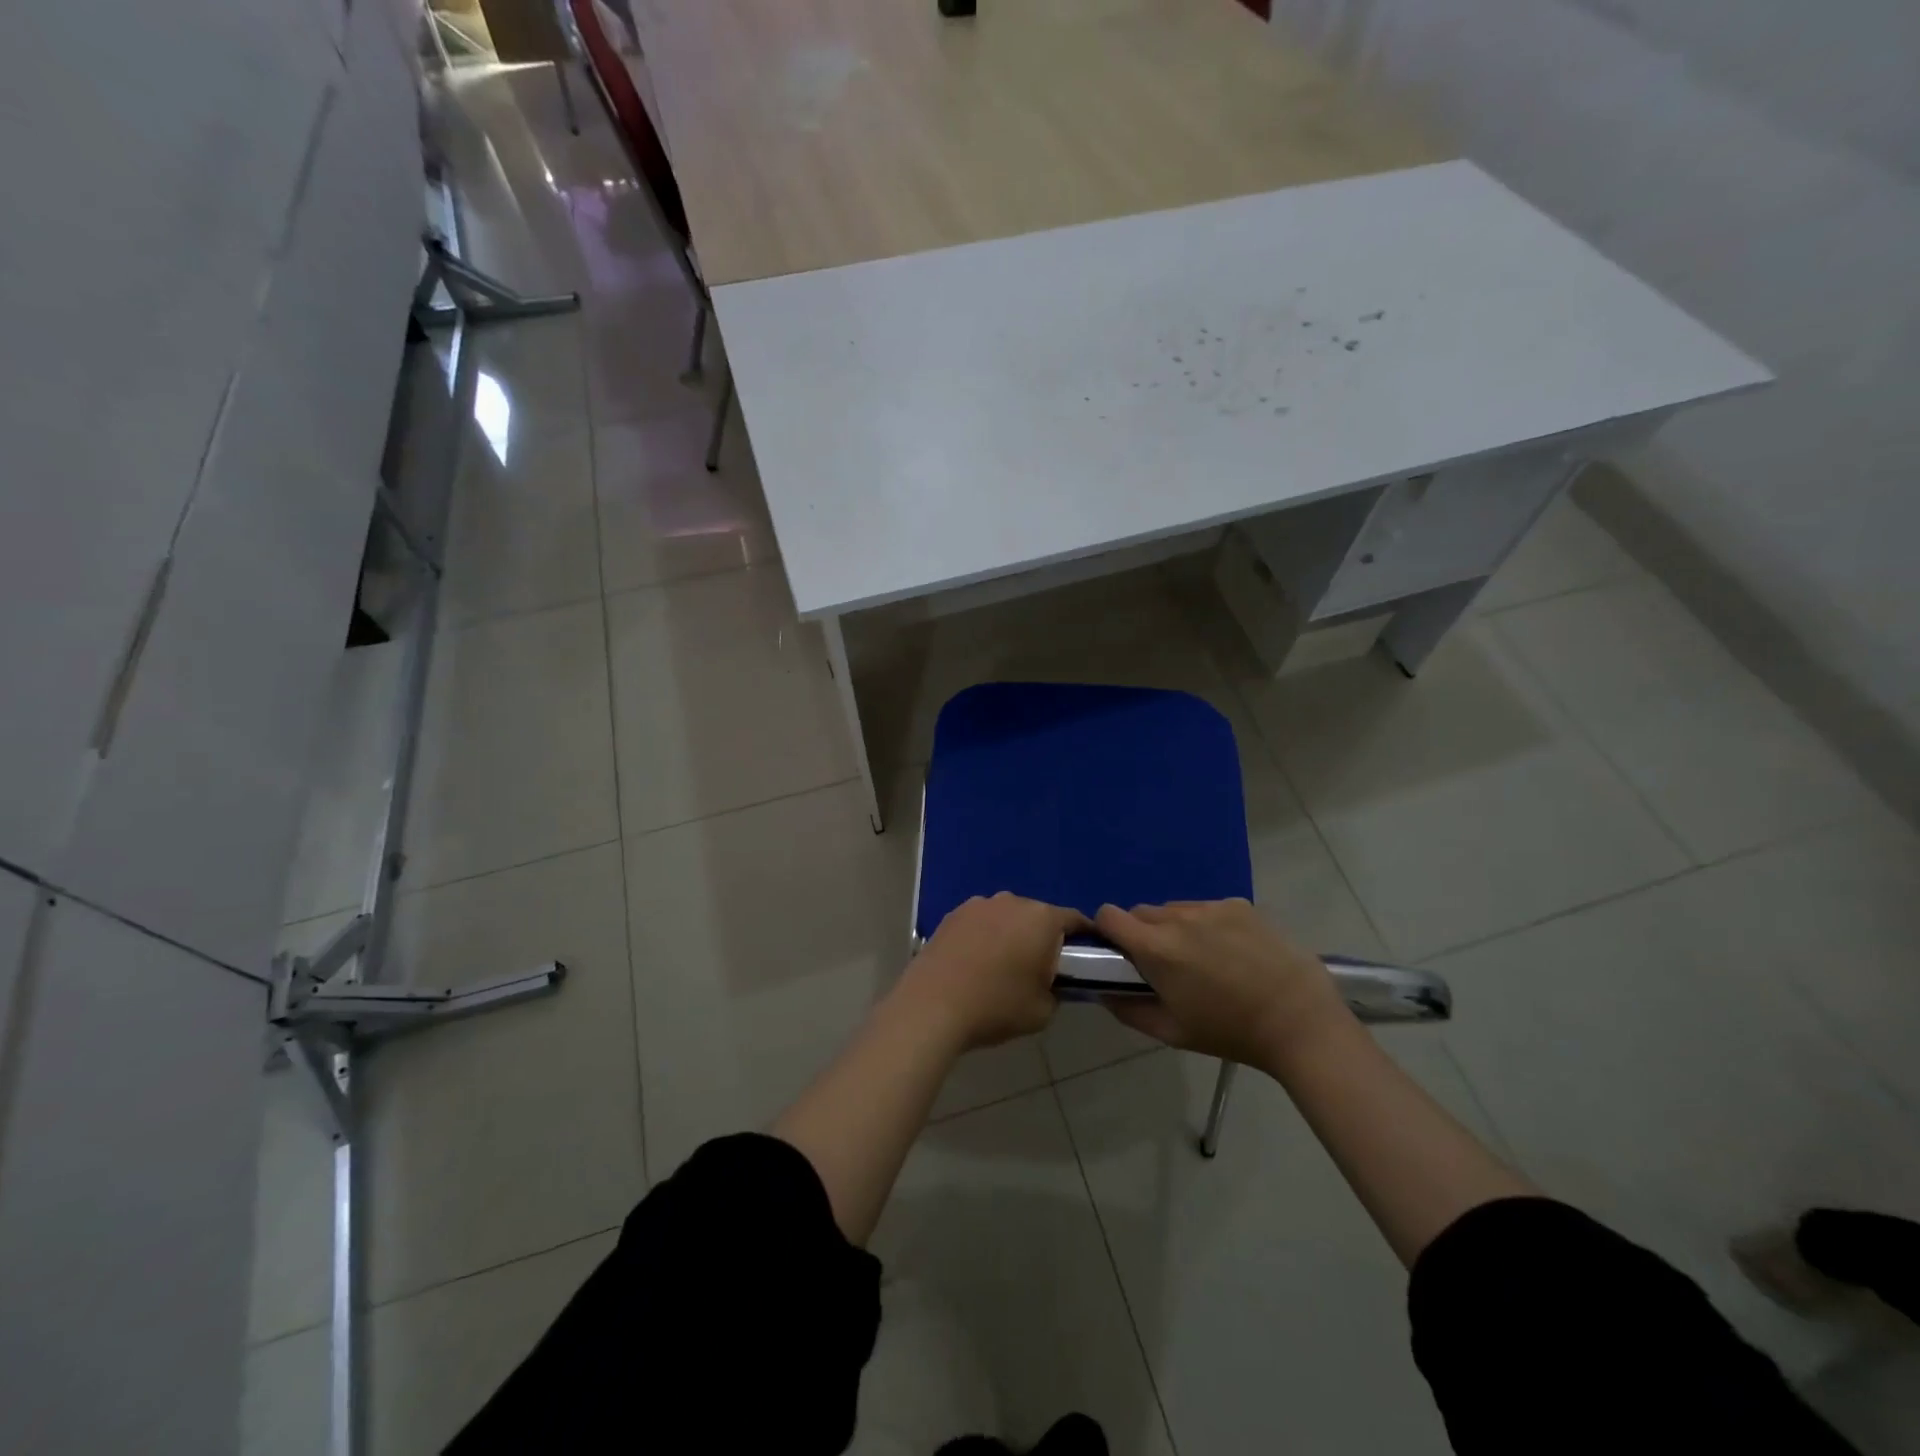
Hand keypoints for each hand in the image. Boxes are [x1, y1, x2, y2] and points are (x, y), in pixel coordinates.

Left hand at [896, 893, 1089, 1050]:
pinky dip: (984, 937)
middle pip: (1038, 916)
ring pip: (1007, 917)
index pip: (1075, 919)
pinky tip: (975, 963)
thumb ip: (1057, 991)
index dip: (1084, 936)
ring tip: (1002, 967)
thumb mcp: (1043, 1011)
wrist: (932, 1005)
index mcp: (1041, 918)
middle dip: (1042, 937)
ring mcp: (979, 904)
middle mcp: (1012, 901)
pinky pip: (980, 923)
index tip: (1086, 956)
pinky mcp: (952, 914)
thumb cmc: (996, 1006)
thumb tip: (1051, 983)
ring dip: (1011, 934)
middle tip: (1039, 969)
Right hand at [1095, 899, 1353, 1071]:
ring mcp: (1211, 907)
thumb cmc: (1230, 1032)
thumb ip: (1128, 1011)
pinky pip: (1207, 908)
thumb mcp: (1172, 1033)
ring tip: (1203, 958)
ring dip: (1175, 927)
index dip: (1107, 931)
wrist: (1299, 1020)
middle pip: (1141, 912)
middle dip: (1143, 933)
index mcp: (1156, 948)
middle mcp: (1178, 918)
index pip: (1108, 915)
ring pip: (1174, 909)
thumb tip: (1103, 992)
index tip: (1120, 952)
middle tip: (1165, 965)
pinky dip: (1207, 924)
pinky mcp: (1239, 904)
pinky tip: (1232, 951)